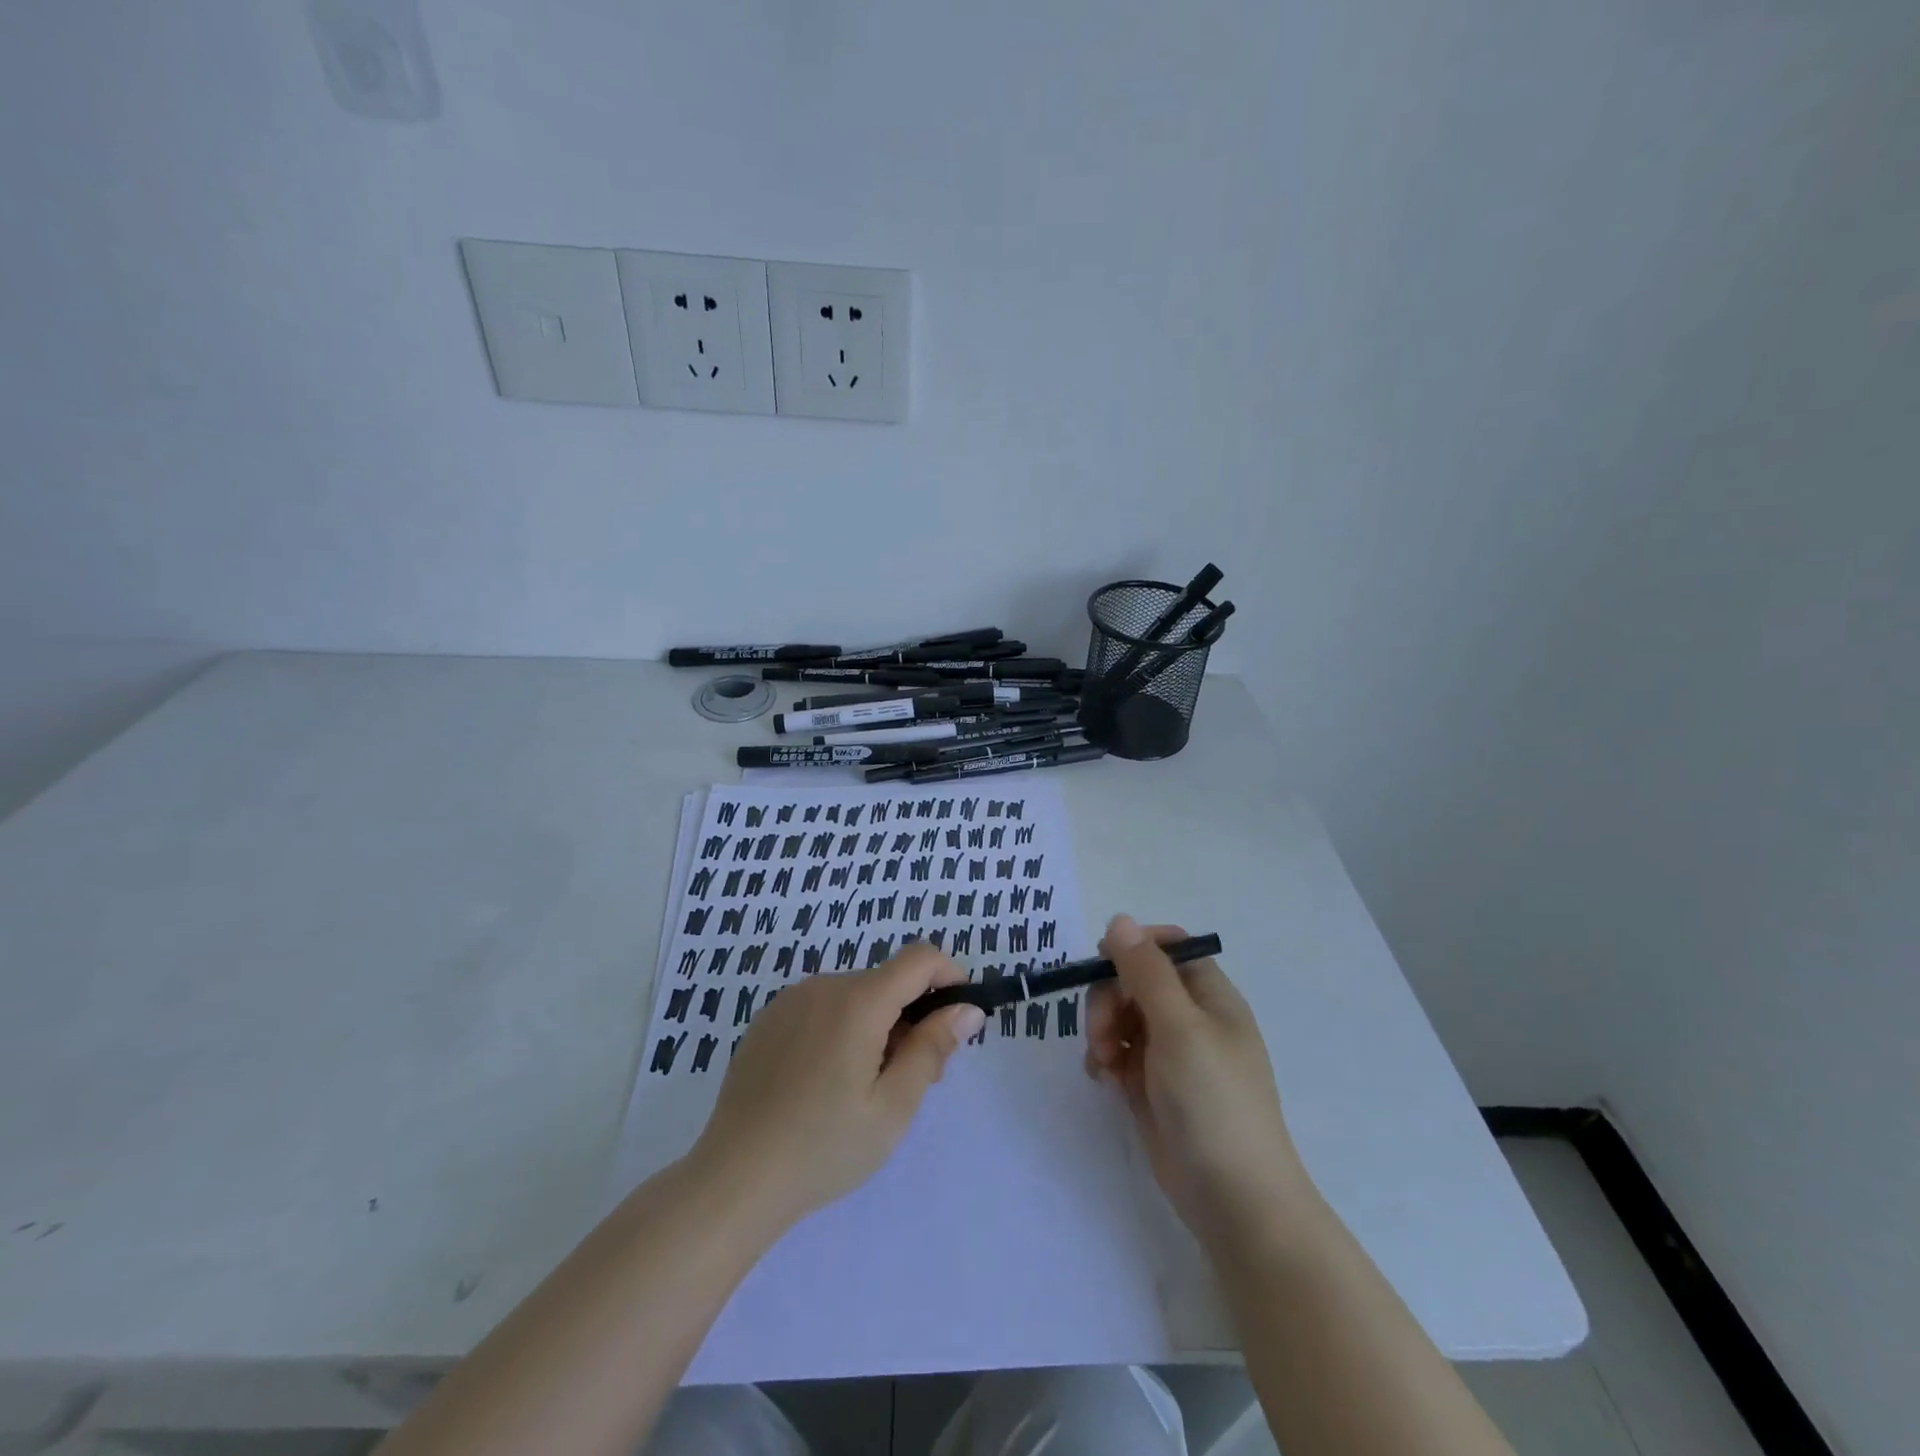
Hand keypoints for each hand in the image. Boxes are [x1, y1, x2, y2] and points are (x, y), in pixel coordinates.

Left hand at [690, 943, 986, 1232]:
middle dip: (913, 1016)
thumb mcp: (893, 1107)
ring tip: (867, 1088)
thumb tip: (967, 1009)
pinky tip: (826, 1083)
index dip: (950, 977)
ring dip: (877, 1025)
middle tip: (914, 1078)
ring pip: (855, 996)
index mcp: (858, 1001)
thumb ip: (933, 1049)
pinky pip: (822, 1008)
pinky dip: (842, 1029)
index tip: (958, 1020)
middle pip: (888, 981)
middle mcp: (824, 986)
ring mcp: (790, 1000)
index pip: (920, 958)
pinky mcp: (768, 1019)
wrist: (733, 1178)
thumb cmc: (824, 1147)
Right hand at [1086, 915, 1313, 1246]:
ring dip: (1103, 1028)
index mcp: (1209, 995)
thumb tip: (1118, 919)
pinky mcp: (1151, 1085)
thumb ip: (1145, 971)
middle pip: (1135, 980)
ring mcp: (1170, 1053)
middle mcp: (1190, 1017)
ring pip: (1121, 1015)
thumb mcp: (1179, 1027)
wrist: (1234, 1200)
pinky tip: (1104, 1079)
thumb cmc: (1213, 1101)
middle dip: (1109, 997)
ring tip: (1104, 1062)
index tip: (1102, 961)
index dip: (1134, 946)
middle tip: (1102, 1032)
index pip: (1167, 946)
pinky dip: (1105, 1058)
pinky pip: (1118, 1051)